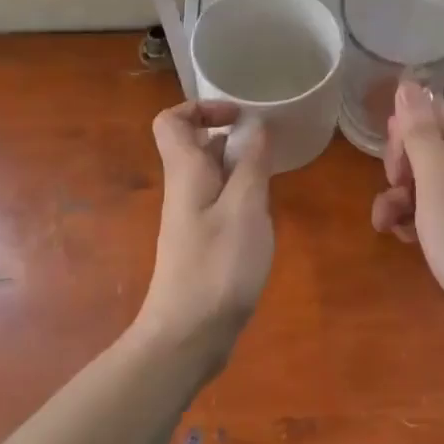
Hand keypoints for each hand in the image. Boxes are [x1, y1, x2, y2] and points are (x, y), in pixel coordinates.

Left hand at [133, 101, 273, 370]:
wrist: (188, 336)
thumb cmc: (217, 267)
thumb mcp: (245, 208)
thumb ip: (252, 164)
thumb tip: (256, 126)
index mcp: (185, 172)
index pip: (171, 121)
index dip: (201, 108)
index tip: (239, 116)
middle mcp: (183, 188)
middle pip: (196, 144)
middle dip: (231, 136)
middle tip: (267, 145)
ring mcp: (191, 216)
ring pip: (212, 173)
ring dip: (241, 166)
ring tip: (272, 177)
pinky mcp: (202, 241)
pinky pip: (220, 200)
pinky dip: (242, 195)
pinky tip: (264, 213)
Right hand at [371, 81, 443, 343]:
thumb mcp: (437, 182)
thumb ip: (420, 133)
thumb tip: (407, 83)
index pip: (429, 111)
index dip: (404, 127)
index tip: (395, 159)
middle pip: (421, 144)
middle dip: (398, 165)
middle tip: (399, 190)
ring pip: (420, 179)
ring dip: (397, 196)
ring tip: (390, 224)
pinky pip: (428, 207)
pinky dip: (411, 218)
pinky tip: (404, 238)